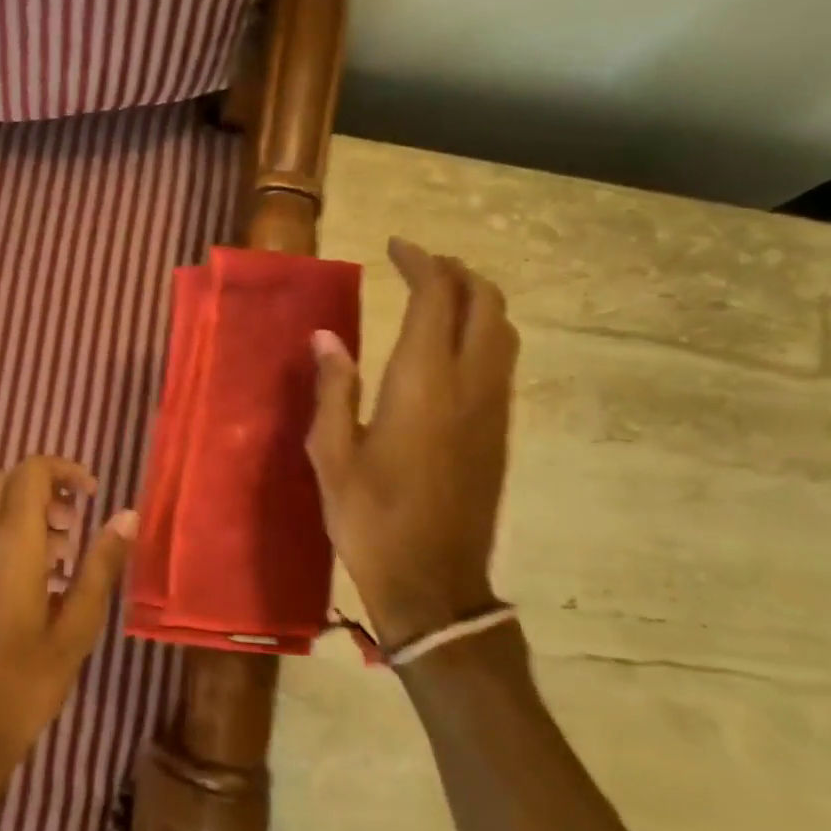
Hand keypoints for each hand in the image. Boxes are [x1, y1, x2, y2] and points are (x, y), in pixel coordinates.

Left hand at [0, 455, 136, 823]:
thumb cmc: (24, 682)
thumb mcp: (76, 626)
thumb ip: (101, 565)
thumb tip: (127, 515)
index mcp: (10, 544)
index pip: (30, 472)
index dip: (64, 470)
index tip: (92, 494)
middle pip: (7, 482)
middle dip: (45, 487)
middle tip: (76, 522)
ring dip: (29, 514)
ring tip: (64, 558)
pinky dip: (11, 536)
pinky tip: (38, 583)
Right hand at [306, 239, 519, 649]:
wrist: (434, 584)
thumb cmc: (371, 519)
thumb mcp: (332, 455)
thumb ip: (334, 389)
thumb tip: (327, 337)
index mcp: (423, 383)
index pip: (437, 297)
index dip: (421, 262)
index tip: (396, 247)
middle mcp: (470, 384)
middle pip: (485, 302)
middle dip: (457, 272)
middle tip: (420, 266)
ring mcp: (492, 408)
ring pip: (503, 330)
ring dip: (475, 300)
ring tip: (437, 297)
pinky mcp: (499, 432)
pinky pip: (502, 360)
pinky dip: (482, 332)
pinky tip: (450, 348)